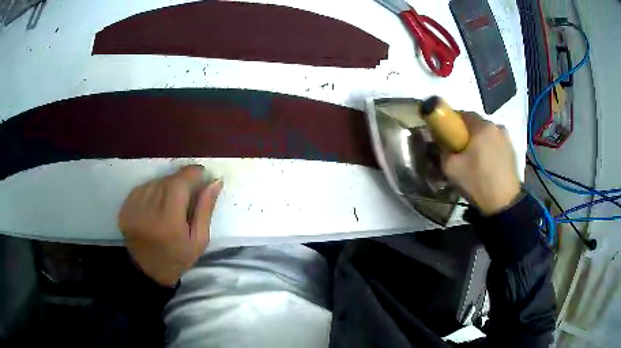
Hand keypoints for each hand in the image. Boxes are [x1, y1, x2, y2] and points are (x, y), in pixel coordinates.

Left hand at [118, 165, 222, 285]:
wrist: (149, 271)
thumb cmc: (179, 257)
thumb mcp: (200, 239)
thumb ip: (206, 209)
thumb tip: (215, 181)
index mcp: (169, 221)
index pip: (179, 183)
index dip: (192, 173)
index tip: (201, 174)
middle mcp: (148, 211)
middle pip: (167, 180)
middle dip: (181, 181)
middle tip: (188, 192)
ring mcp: (133, 209)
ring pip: (154, 182)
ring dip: (166, 185)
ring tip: (171, 201)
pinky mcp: (125, 208)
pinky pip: (142, 188)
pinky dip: (152, 190)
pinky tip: (156, 204)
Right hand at [442, 112, 520, 214]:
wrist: (503, 204)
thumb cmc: (477, 182)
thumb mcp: (451, 168)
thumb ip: (441, 150)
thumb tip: (437, 142)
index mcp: (482, 126)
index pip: (462, 114)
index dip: (451, 123)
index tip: (446, 135)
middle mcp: (496, 126)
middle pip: (476, 124)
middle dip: (465, 133)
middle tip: (458, 150)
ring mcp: (507, 138)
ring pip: (487, 134)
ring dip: (479, 141)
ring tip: (474, 159)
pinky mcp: (513, 150)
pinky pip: (496, 143)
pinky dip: (489, 149)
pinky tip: (486, 165)